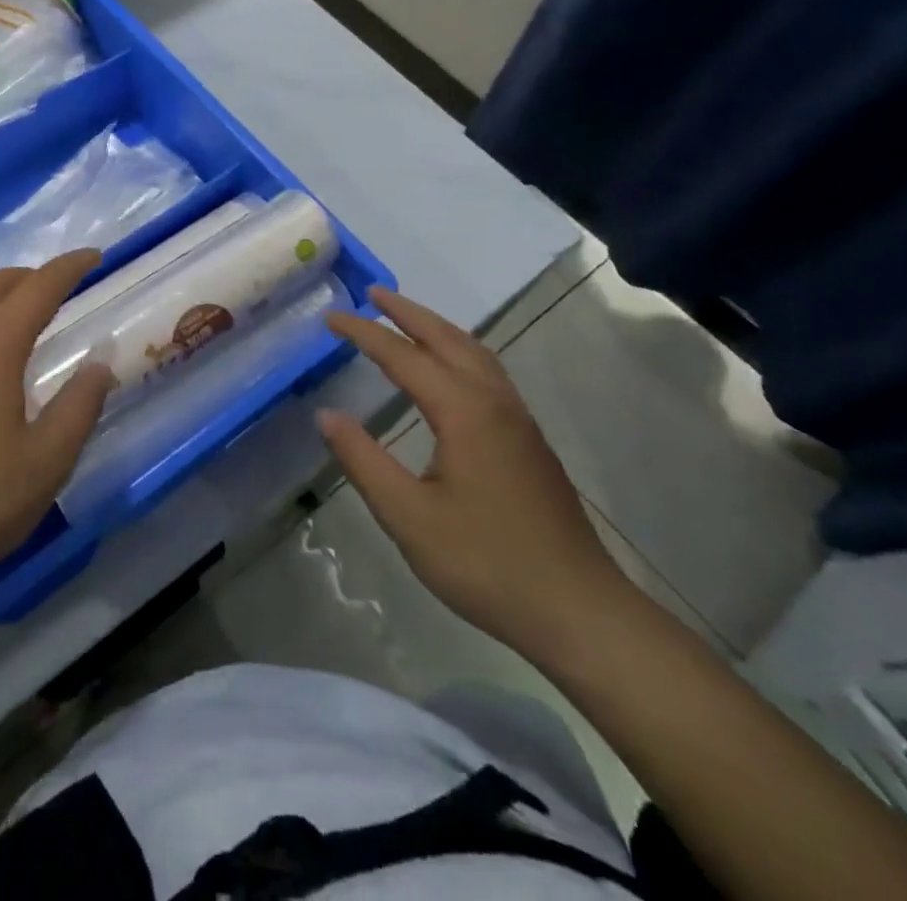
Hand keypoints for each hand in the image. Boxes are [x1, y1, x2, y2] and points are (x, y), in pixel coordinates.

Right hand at [321, 287, 635, 661]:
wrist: (580, 611)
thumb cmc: (486, 563)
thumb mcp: (408, 516)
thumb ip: (363, 460)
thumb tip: (327, 415)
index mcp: (464, 412)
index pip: (404, 356)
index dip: (365, 334)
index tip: (331, 318)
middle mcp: (494, 403)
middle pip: (448, 339)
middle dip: (408, 312)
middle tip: (372, 294)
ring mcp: (518, 421)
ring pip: (476, 353)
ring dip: (437, 328)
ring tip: (406, 319)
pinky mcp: (529, 442)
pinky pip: (488, 373)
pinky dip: (459, 351)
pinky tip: (449, 371)